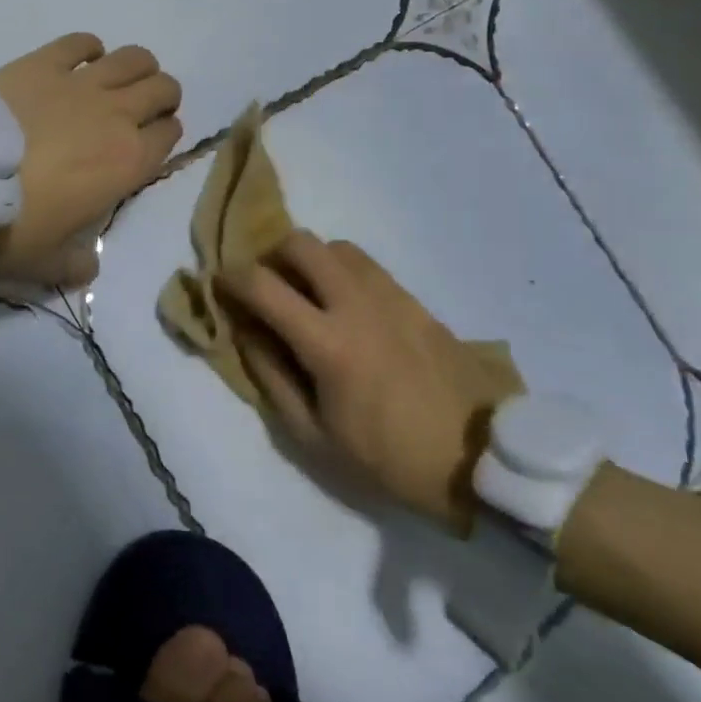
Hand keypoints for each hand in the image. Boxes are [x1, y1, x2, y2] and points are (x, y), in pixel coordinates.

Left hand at [0, 33, 181, 287]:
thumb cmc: (9, 228)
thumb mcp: (48, 264)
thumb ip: (77, 264)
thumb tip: (88, 265)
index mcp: (128, 162)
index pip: (170, 135)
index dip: (164, 136)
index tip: (148, 144)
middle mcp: (115, 115)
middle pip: (162, 89)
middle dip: (161, 98)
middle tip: (139, 111)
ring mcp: (80, 83)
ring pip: (133, 58)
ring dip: (137, 67)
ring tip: (119, 81)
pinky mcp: (42, 62)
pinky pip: (80, 42)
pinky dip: (88, 48)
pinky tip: (79, 61)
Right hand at [218, 231, 520, 534]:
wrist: (480, 457)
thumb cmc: (389, 458)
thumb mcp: (315, 438)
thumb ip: (272, 377)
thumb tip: (246, 332)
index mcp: (328, 343)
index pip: (263, 285)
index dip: (231, 278)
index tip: (220, 284)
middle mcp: (357, 304)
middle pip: (302, 243)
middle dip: (271, 255)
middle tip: (267, 286)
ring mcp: (392, 296)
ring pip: (337, 247)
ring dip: (310, 260)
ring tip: (307, 294)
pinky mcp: (415, 300)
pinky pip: (367, 266)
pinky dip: (342, 271)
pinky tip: (346, 306)